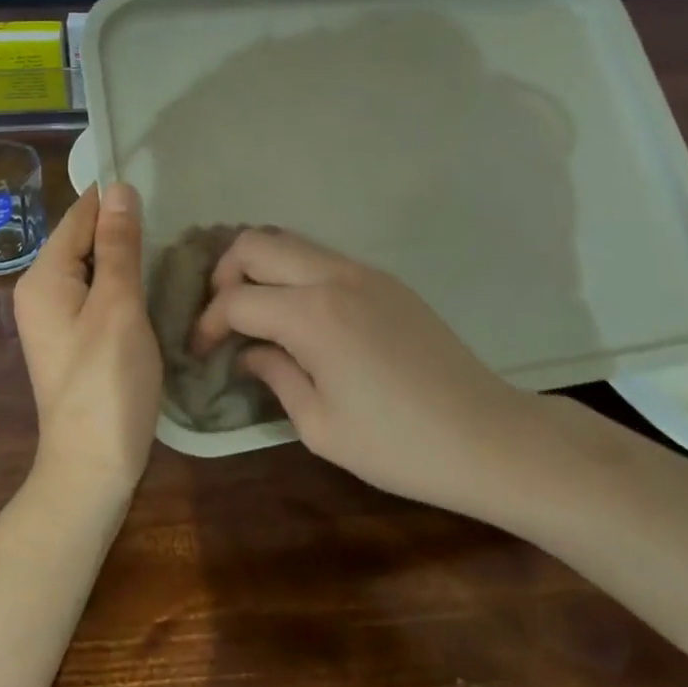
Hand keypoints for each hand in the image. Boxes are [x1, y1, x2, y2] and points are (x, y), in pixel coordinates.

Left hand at [12, 183, 162, 500]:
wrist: (92, 465)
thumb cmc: (107, 382)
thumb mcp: (118, 306)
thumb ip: (118, 246)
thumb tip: (119, 187)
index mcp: (43, 276)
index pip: (79, 216)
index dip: (115, 200)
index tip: (159, 189)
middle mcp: (40, 290)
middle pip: (83, 239)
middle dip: (122, 228)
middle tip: (174, 220)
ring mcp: (54, 316)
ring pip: (93, 266)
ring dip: (126, 256)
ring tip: (171, 246)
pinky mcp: (72, 336)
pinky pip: (96, 291)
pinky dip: (122, 283)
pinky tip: (152, 284)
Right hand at [194, 229, 528, 513]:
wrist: (487, 435)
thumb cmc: (398, 445)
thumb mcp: (321, 426)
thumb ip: (275, 376)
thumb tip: (249, 352)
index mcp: (313, 314)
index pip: (237, 300)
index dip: (208, 324)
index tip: (200, 352)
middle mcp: (333, 276)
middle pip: (256, 243)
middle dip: (224, 274)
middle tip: (222, 317)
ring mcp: (363, 271)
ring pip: (290, 241)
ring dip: (260, 267)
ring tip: (254, 311)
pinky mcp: (385, 279)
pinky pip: (322, 257)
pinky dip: (294, 272)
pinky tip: (299, 314)